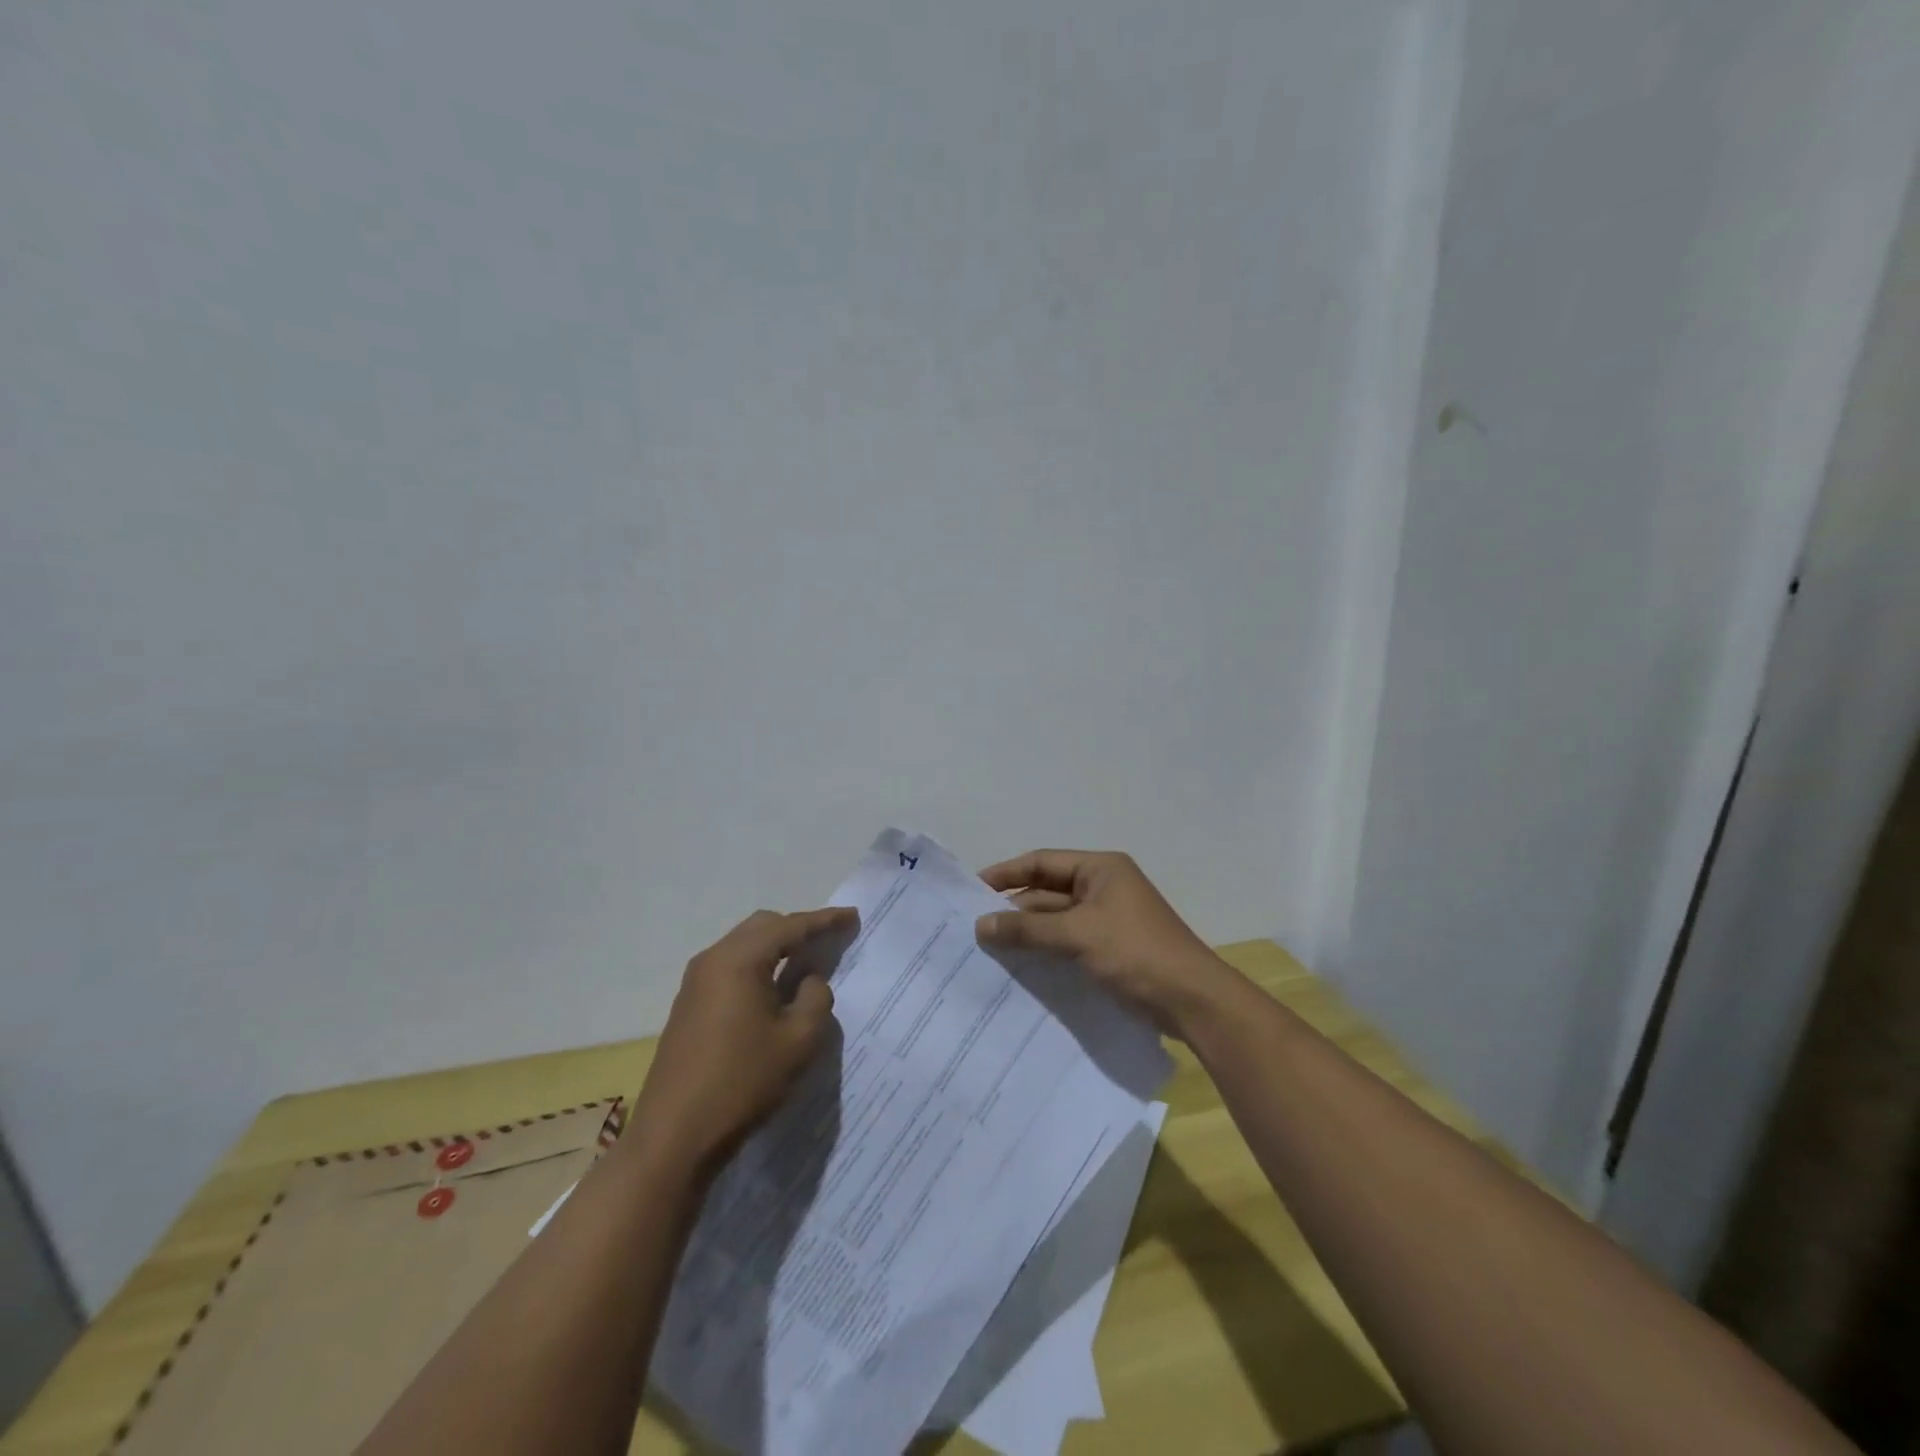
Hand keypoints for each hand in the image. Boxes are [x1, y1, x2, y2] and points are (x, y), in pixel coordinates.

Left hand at [631, 906, 854, 1177]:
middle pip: (762, 927)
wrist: (673, 1137)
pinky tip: (775, 990)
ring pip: (744, 946)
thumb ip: (816, 998)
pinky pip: (731, 968)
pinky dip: (758, 967)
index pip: (790, 927)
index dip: (824, 920)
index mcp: (739, 960)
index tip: (852, 917)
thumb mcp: (798, 1041)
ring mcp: (695, 983)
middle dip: (798, 928)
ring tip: (807, 962)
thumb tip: (809, 980)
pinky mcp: (689, 1006)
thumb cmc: (742, 1082)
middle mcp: (713, 960)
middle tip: (830, 939)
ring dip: (776, 948)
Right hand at [974, 849, 1245, 1040]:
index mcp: (1100, 869)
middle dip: (1014, 908)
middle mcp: (1103, 886)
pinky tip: (1020, 965)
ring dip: (1028, 931)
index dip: (1006, 873)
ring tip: (989, 948)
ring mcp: (1108, 918)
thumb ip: (1027, 929)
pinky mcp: (1111, 947)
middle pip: (1047, 890)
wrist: (1193, 1001)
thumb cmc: (1136, 953)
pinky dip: (1045, 948)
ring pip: (1056, 918)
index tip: (972, 891)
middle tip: (974, 927)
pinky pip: (1068, 940)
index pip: (1042, 862)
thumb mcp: (1077, 936)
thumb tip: (980, 924)